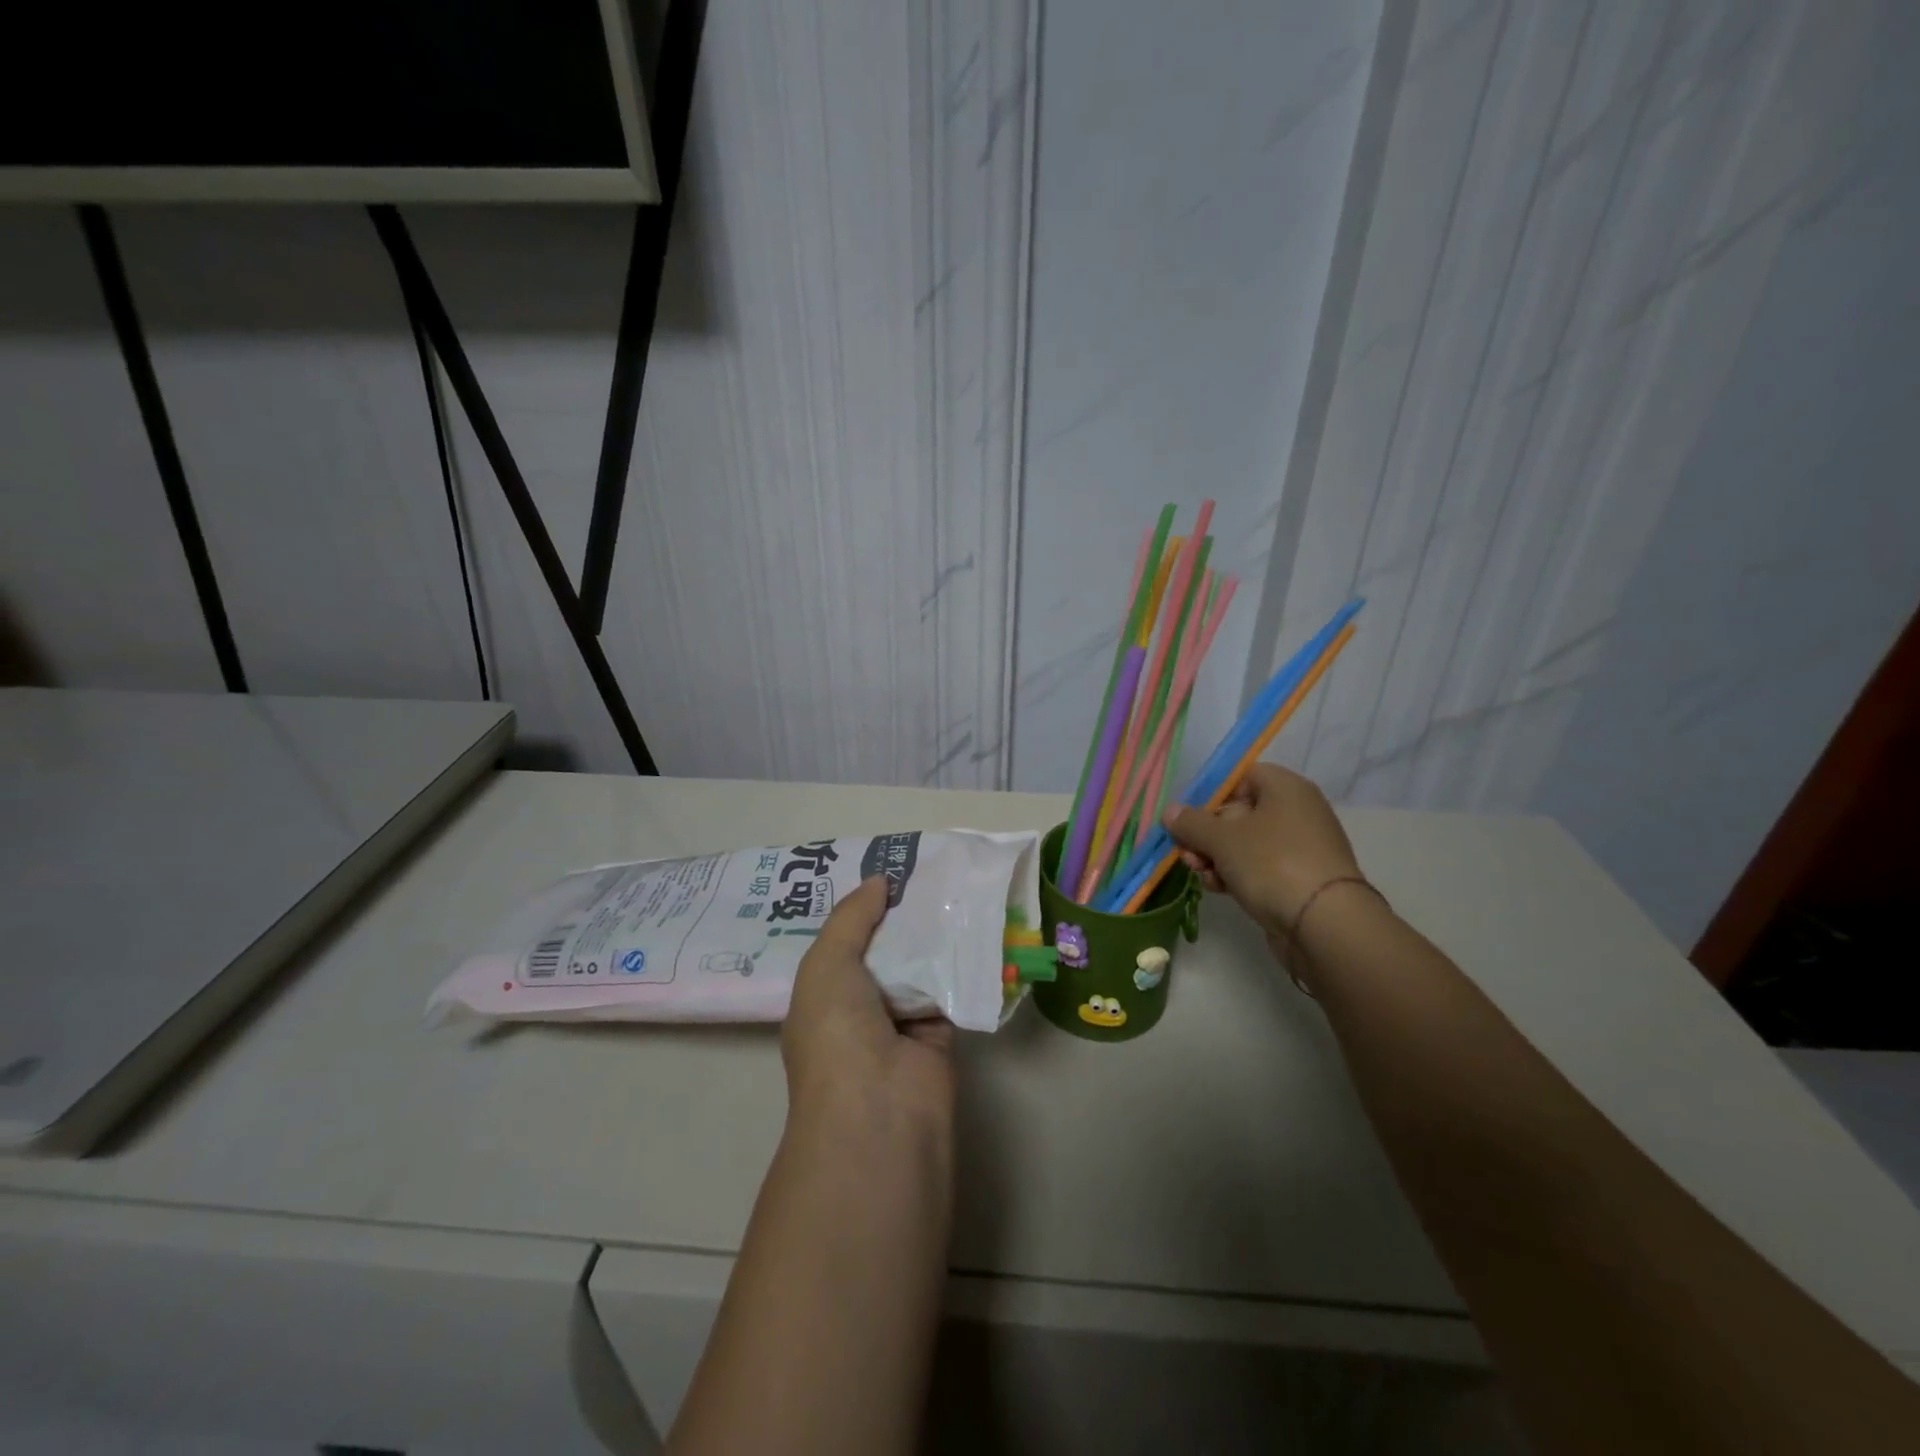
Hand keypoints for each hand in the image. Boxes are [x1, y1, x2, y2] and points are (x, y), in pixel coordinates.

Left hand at [783, 876, 954, 1134]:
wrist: (880, 1108)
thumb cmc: (837, 1032)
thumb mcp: (827, 964)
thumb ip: (851, 919)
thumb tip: (878, 881)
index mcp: (823, 996)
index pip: (843, 942)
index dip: (861, 909)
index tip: (887, 872)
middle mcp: (860, 1008)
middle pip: (884, 950)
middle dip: (902, 916)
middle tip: (929, 870)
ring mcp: (900, 1022)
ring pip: (919, 966)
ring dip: (934, 935)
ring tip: (955, 884)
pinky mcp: (940, 1033)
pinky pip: (950, 987)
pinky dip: (961, 962)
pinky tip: (975, 922)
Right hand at [1162, 762, 1364, 937]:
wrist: (1325, 924)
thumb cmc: (1272, 863)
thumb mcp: (1222, 839)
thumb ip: (1191, 822)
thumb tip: (1170, 811)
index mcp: (1285, 788)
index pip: (1240, 777)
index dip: (1210, 794)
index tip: (1187, 817)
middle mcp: (1296, 811)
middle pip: (1238, 812)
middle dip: (1206, 834)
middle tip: (1187, 853)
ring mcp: (1300, 846)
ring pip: (1245, 843)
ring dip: (1216, 857)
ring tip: (1201, 874)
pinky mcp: (1299, 878)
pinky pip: (1260, 867)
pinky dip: (1237, 874)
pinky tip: (1219, 889)